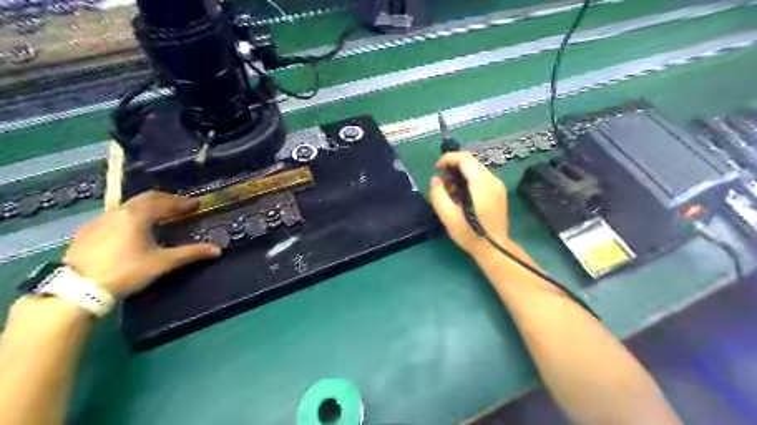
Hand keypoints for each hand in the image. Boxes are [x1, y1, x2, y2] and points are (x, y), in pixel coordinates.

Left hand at [63, 190, 219, 296]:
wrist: (78, 289)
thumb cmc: (126, 271)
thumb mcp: (162, 262)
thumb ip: (190, 253)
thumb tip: (217, 250)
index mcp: (137, 215)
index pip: (164, 201)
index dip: (181, 202)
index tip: (195, 204)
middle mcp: (118, 212)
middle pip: (145, 199)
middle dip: (165, 200)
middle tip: (179, 207)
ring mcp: (100, 220)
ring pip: (128, 206)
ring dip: (147, 207)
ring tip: (159, 216)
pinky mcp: (87, 232)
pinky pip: (115, 216)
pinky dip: (130, 216)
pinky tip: (132, 229)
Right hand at [432, 151, 519, 258]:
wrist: (493, 249)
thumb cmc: (469, 234)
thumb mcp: (447, 216)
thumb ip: (438, 194)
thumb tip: (435, 180)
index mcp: (481, 183)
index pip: (465, 158)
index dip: (448, 158)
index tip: (437, 169)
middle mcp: (492, 180)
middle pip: (470, 163)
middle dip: (453, 169)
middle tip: (442, 185)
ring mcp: (498, 186)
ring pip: (475, 170)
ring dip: (460, 176)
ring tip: (450, 194)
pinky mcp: (498, 193)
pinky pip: (481, 179)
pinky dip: (468, 182)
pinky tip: (462, 198)